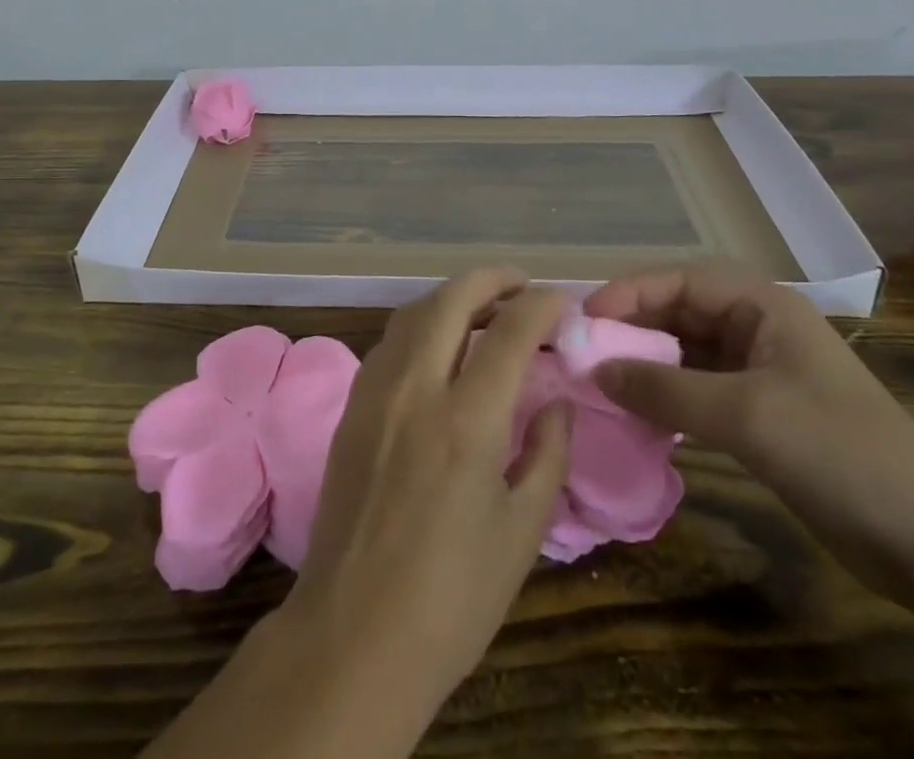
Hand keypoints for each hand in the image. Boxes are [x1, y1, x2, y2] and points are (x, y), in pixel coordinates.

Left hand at [277, 268, 572, 721]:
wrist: (354, 634)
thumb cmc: (452, 597)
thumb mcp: (521, 533)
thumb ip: (546, 455)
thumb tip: (556, 404)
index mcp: (466, 420)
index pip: (508, 331)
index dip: (540, 305)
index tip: (561, 302)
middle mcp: (416, 388)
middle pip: (452, 298)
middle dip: (492, 279)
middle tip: (522, 285)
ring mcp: (376, 391)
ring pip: (414, 311)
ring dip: (453, 296)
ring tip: (485, 308)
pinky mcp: (352, 405)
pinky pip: (391, 340)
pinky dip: (422, 322)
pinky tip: (439, 344)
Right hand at [584, 263, 913, 604]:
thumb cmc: (837, 452)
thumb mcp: (744, 414)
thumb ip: (664, 389)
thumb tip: (596, 371)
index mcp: (761, 305)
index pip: (678, 280)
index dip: (629, 294)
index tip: (586, 321)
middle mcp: (756, 327)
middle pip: (678, 313)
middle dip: (632, 330)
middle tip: (584, 354)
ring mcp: (758, 371)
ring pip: (684, 353)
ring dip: (645, 366)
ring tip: (601, 384)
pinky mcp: (759, 412)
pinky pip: (697, 390)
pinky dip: (666, 398)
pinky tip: (638, 416)